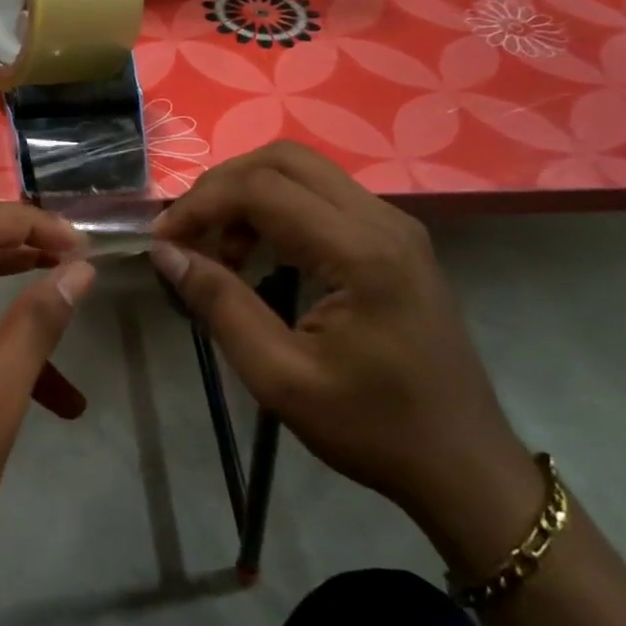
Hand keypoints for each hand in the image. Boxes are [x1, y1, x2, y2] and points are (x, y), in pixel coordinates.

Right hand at [151, 142, 539, 572]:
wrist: (464, 465)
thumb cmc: (372, 428)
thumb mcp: (280, 378)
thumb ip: (220, 305)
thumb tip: (165, 252)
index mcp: (360, 253)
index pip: (262, 189)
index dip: (201, 205)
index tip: (162, 240)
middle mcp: (383, 221)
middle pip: (284, 160)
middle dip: (223, 186)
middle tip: (187, 233)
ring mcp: (394, 226)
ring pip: (303, 172)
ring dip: (249, 196)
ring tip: (219, 251)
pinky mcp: (394, 240)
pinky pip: (322, 197)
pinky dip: (276, 210)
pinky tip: (259, 255)